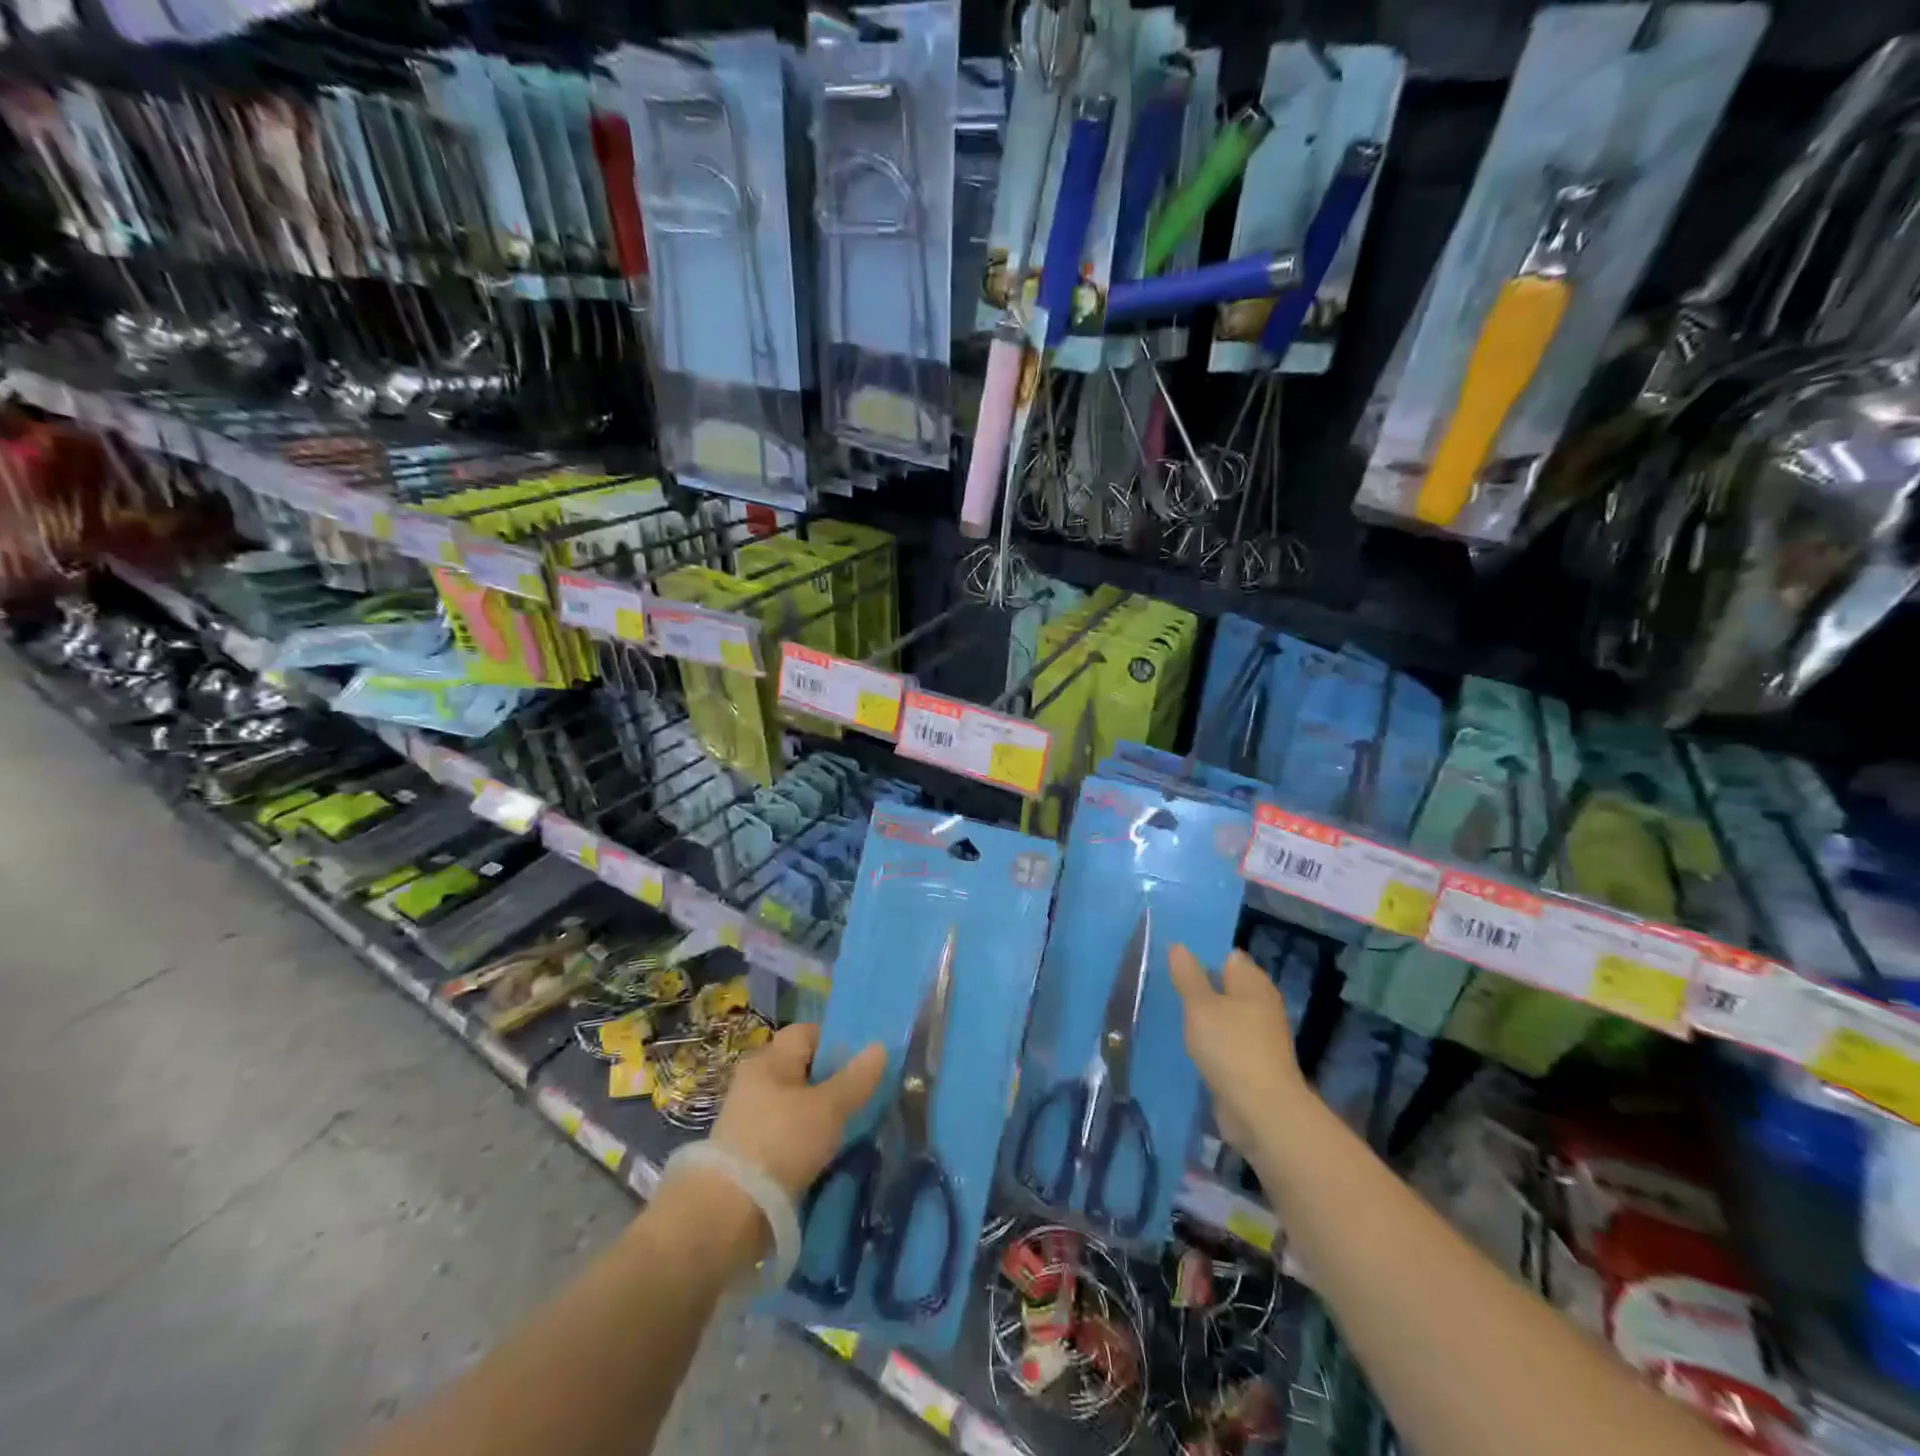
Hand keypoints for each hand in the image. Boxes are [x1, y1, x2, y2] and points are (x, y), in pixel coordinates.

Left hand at [710, 1023, 887, 1201]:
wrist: (727, 1214)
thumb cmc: (782, 1142)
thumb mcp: (829, 1108)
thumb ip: (856, 1078)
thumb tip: (880, 1047)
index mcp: (769, 1060)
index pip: (806, 1033)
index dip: (835, 1042)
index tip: (862, 1064)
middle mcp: (755, 1081)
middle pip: (800, 1069)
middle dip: (830, 1081)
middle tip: (862, 1098)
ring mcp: (748, 1118)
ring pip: (794, 1104)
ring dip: (818, 1115)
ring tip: (848, 1130)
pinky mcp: (747, 1153)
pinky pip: (784, 1134)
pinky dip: (804, 1141)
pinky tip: (823, 1156)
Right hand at [1169, 945, 1306, 1155]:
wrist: (1261, 1112)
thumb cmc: (1231, 1048)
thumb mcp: (1201, 1007)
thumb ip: (1188, 976)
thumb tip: (1178, 945)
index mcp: (1254, 984)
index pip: (1228, 957)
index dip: (1203, 953)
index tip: (1173, 955)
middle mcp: (1260, 1005)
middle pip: (1226, 986)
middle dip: (1199, 983)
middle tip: (1164, 980)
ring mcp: (1258, 1036)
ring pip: (1224, 1015)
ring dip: (1202, 1014)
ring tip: (1169, 1008)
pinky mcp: (1250, 1063)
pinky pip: (1225, 1041)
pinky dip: (1209, 1039)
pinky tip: (1187, 1040)